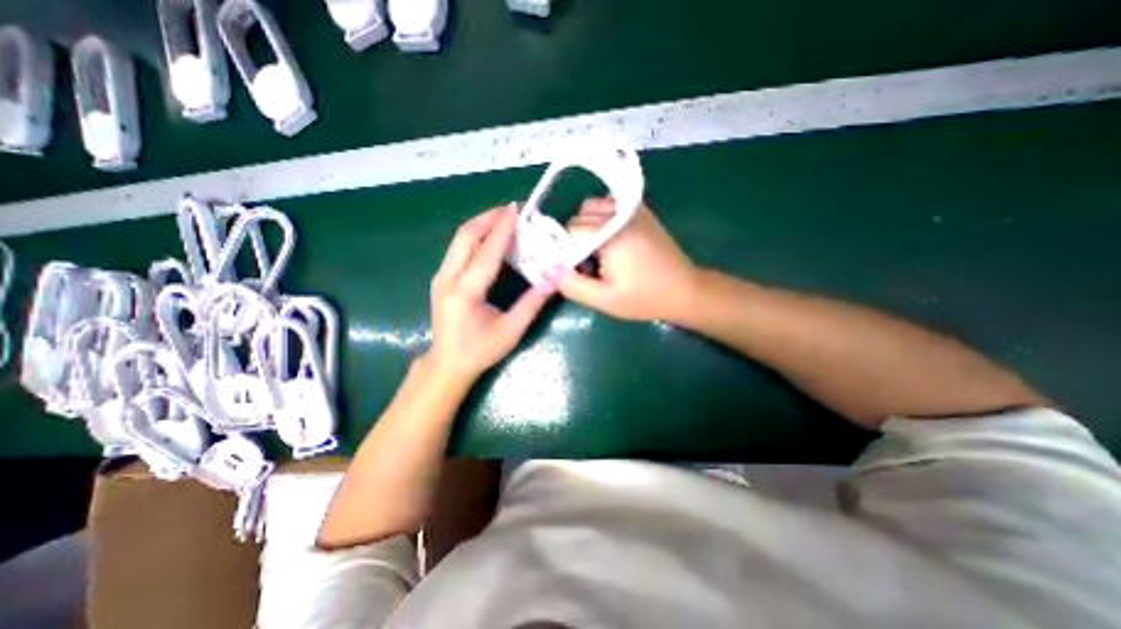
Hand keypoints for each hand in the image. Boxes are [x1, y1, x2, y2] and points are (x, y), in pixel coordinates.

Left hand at [425, 203, 555, 383]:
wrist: (447, 364)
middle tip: (511, 210)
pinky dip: (475, 236)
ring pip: (459, 239)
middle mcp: (447, 279)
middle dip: (488, 218)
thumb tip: (555, 280)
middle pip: (466, 236)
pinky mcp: (440, 279)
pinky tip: (490, 236)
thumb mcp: (510, 331)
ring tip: (503, 218)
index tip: (517, 210)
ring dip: (481, 224)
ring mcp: (440, 277)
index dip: (503, 229)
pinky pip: (457, 248)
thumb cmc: (479, 351)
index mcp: (466, 293)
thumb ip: (532, 304)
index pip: (487, 252)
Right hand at [554, 200, 698, 322]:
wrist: (684, 290)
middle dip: (576, 240)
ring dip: (587, 225)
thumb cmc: (643, 298)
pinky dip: (603, 214)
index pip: (570, 230)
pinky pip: (611, 202)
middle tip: (590, 265)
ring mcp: (632, 209)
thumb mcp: (604, 300)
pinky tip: (610, 235)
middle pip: (579, 217)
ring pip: (592, 206)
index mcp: (610, 235)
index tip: (578, 269)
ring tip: (599, 250)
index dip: (567, 251)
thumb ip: (572, 285)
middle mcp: (619, 215)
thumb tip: (547, 268)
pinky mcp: (641, 211)